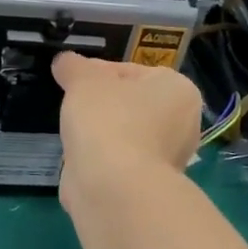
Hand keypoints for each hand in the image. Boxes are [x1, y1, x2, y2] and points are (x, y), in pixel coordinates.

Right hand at [51, 52, 202, 203]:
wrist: (113, 187)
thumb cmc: (107, 120)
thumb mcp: (83, 80)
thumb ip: (73, 66)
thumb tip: (65, 61)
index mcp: (177, 89)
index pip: (131, 70)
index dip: (97, 72)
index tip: (74, 80)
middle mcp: (182, 123)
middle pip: (130, 103)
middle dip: (101, 103)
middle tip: (72, 104)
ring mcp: (167, 158)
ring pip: (124, 133)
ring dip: (99, 132)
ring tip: (73, 132)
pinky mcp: (147, 185)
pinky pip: (118, 161)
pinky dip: (100, 158)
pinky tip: (80, 158)